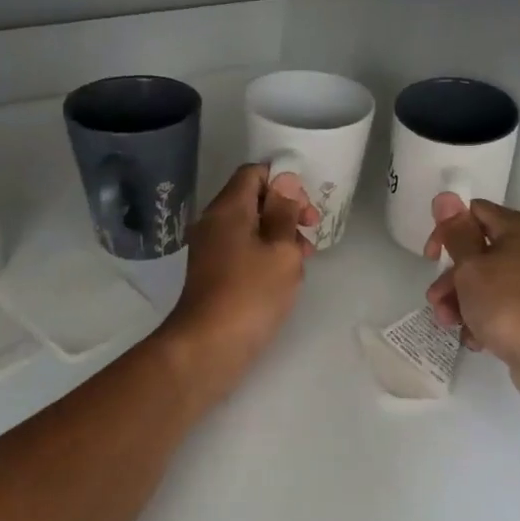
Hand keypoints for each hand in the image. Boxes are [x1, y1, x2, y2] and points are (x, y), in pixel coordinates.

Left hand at [163, 164, 318, 386]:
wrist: (209, 346)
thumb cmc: (251, 293)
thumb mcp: (281, 250)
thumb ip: (285, 212)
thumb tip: (286, 181)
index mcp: (228, 209)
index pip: (253, 173)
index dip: (284, 182)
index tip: (306, 207)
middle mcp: (214, 223)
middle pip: (252, 200)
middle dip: (286, 211)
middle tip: (310, 233)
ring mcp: (211, 249)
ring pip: (250, 228)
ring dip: (279, 236)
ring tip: (303, 259)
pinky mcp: (213, 274)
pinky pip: (243, 250)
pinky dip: (265, 255)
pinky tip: (284, 276)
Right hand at [423, 194, 519, 409]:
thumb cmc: (510, 306)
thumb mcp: (472, 268)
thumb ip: (456, 234)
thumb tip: (446, 196)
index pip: (476, 212)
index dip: (448, 230)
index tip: (430, 258)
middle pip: (482, 253)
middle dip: (453, 278)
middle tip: (436, 301)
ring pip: (493, 284)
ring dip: (465, 302)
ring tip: (451, 327)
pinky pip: (509, 309)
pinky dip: (489, 320)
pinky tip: (477, 340)